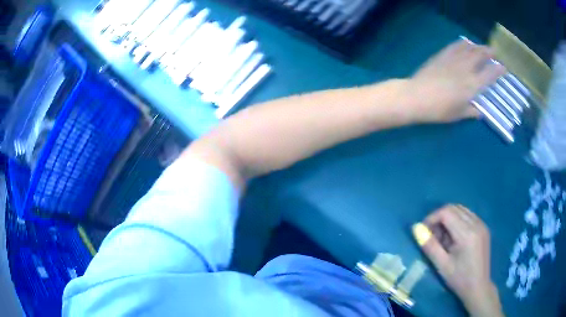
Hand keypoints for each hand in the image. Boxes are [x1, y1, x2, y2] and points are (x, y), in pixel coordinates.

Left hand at [409, 39, 505, 122]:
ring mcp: (453, 60)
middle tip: (493, 51)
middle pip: (480, 56)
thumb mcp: (458, 115)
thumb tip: (480, 112)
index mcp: (472, 86)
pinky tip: (465, 42)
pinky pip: (455, 46)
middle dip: (488, 52)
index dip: (498, 70)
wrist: (417, 96)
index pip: (489, 75)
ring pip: (468, 48)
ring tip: (482, 46)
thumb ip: (471, 112)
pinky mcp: (442, 55)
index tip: (504, 68)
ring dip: (477, 46)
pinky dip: (462, 43)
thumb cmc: (439, 110)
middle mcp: (466, 69)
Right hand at [412, 205, 503, 316]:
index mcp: (467, 234)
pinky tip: (454, 238)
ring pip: (461, 210)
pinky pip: (468, 216)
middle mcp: (476, 224)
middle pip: (454, 208)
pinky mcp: (483, 228)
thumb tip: (416, 229)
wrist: (478, 287)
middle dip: (439, 218)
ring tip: (443, 238)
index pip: (447, 212)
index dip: (432, 218)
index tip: (423, 231)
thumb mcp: (441, 265)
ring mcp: (482, 224)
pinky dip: (457, 221)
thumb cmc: (459, 279)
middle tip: (432, 235)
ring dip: (448, 219)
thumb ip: (430, 246)